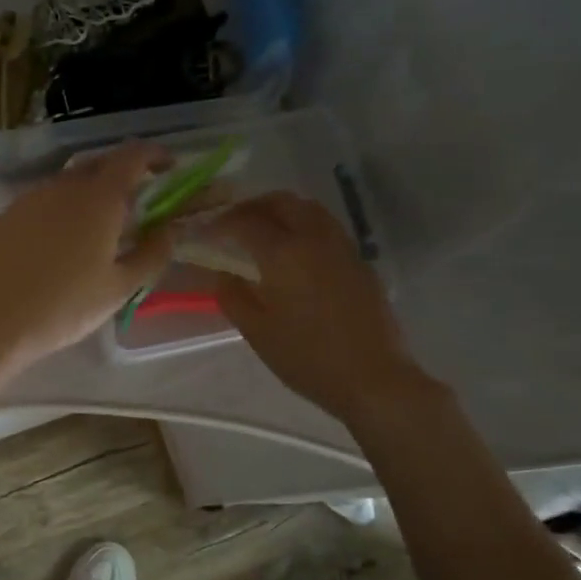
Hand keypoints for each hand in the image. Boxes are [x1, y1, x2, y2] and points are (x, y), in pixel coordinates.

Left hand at [0, 141, 173, 371]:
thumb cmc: (65, 306)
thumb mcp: (119, 287)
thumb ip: (152, 254)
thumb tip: (170, 230)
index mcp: (99, 198)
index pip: (132, 156)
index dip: (154, 155)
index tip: (169, 166)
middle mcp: (64, 185)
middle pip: (99, 164)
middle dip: (122, 174)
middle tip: (136, 200)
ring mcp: (31, 197)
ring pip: (68, 182)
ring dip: (90, 192)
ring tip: (98, 223)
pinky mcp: (7, 214)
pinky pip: (44, 200)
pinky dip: (62, 207)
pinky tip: (61, 239)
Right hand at [198, 192, 435, 423]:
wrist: (373, 377)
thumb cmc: (307, 358)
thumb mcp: (257, 332)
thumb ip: (233, 296)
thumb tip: (223, 273)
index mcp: (284, 253)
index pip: (246, 222)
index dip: (222, 221)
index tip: (207, 230)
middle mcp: (315, 239)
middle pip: (282, 202)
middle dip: (254, 205)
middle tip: (234, 222)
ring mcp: (343, 247)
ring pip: (309, 209)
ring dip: (282, 211)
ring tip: (264, 231)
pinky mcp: (360, 261)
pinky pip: (327, 227)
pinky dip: (304, 225)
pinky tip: (295, 252)